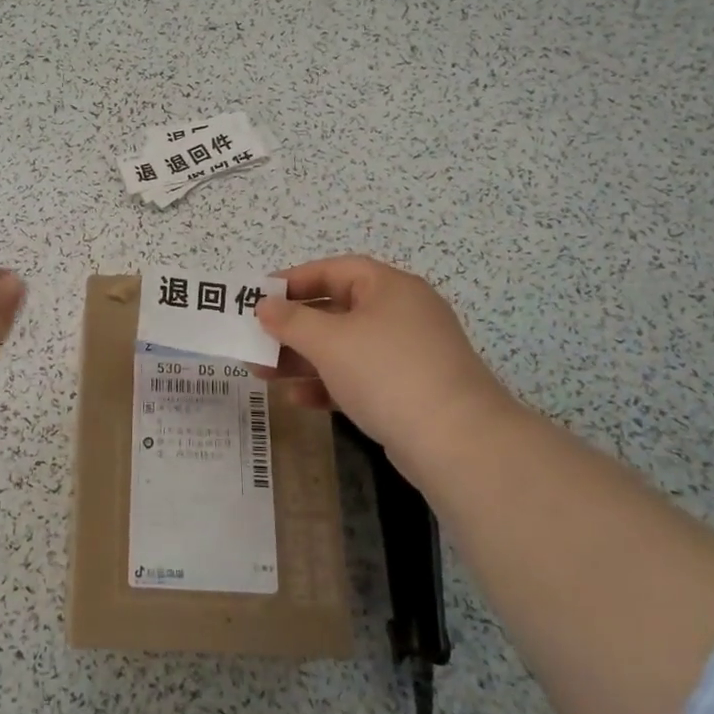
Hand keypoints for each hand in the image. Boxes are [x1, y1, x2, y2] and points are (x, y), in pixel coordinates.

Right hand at [256, 255, 514, 458]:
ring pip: (344, 348)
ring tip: (262, 373)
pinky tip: (297, 400)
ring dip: (302, 358)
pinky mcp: (408, 391)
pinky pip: (358, 378)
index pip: (335, 270)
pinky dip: (327, 384)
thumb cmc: (387, 373)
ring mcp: (407, 354)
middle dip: (292, 327)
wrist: (457, 442)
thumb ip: (291, 320)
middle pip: (336, 310)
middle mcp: (401, 314)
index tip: (259, 296)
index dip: (294, 280)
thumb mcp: (329, 341)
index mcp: (389, 288)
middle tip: (255, 339)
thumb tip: (264, 306)